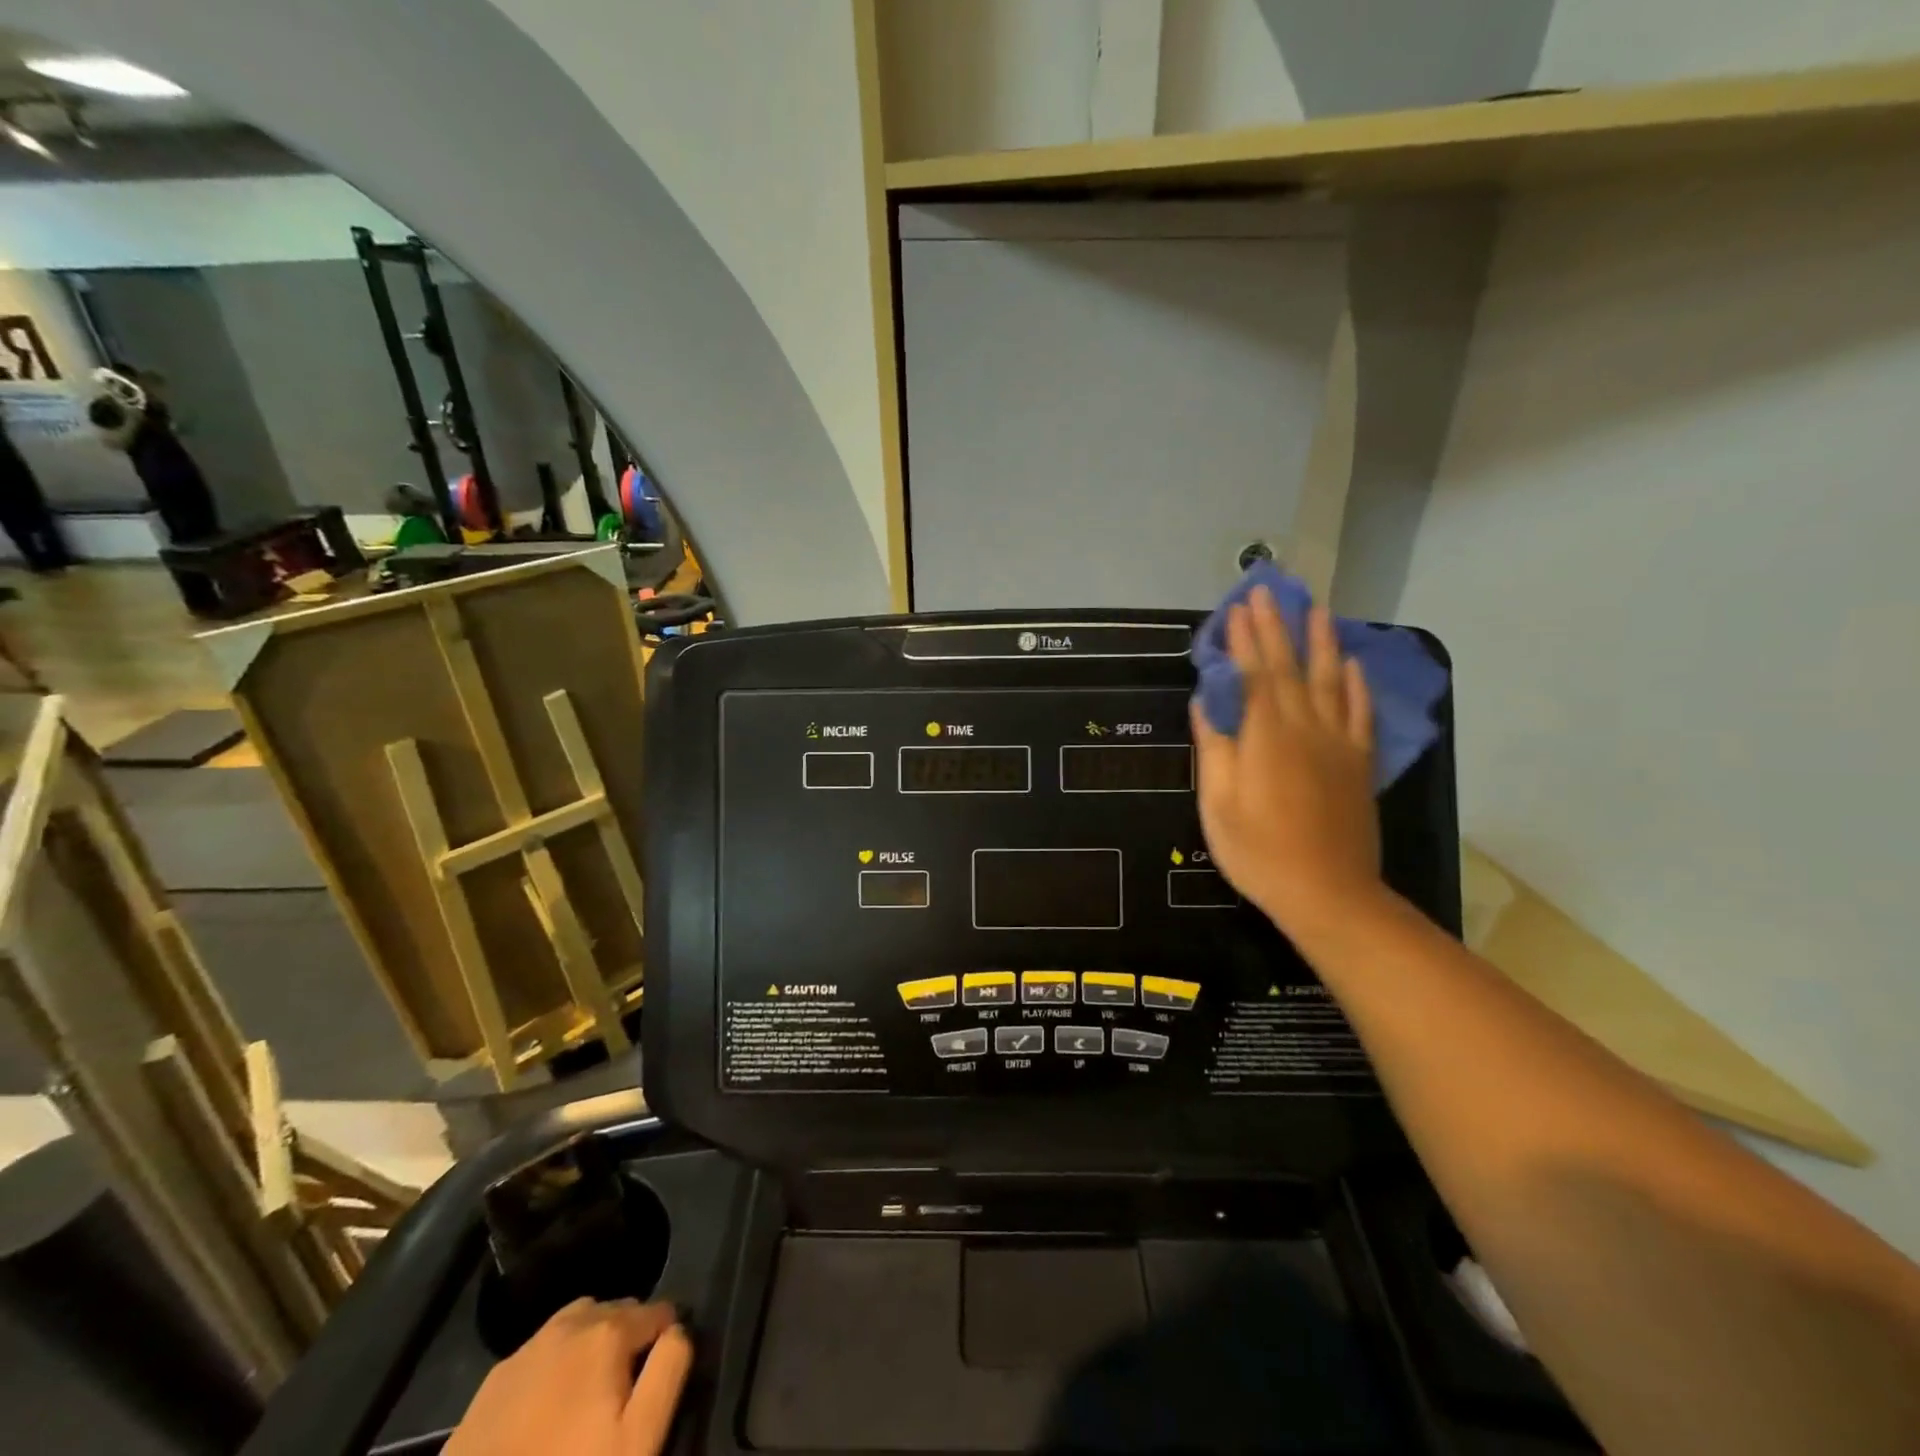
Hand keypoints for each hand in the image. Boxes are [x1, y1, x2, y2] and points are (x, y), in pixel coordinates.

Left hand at [444, 1298, 691, 1455]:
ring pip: (578, 1324)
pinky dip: (555, 1365)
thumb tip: (678, 1330)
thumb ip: (670, 1369)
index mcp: (610, 1329)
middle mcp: (571, 1321)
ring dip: (592, 1344)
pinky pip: (542, 1352)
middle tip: (622, 1393)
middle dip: (628, 1338)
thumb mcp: (639, 1436)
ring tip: (588, 1395)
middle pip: (618, 1312)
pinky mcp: (494, 1378)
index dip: (665, 1342)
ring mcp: (528, 1346)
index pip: (660, 1312)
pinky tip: (547, 1409)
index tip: (655, 1382)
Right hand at [1192, 589, 1383, 943]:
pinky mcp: (1359, 764)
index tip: (1236, 608)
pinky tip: (1353, 665)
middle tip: (1267, 591)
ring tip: (1317, 608)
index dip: (1244, 639)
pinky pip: (1361, 714)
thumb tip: (1205, 704)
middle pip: (1291, 667)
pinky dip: (1358, 686)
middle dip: (1276, 627)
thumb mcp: (1218, 803)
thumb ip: (1213, 748)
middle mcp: (1306, 727)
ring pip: (1331, 680)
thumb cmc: (1258, 850)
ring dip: (1321, 642)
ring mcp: (1338, 743)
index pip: (1254, 674)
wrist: (1327, 892)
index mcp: (1267, 735)